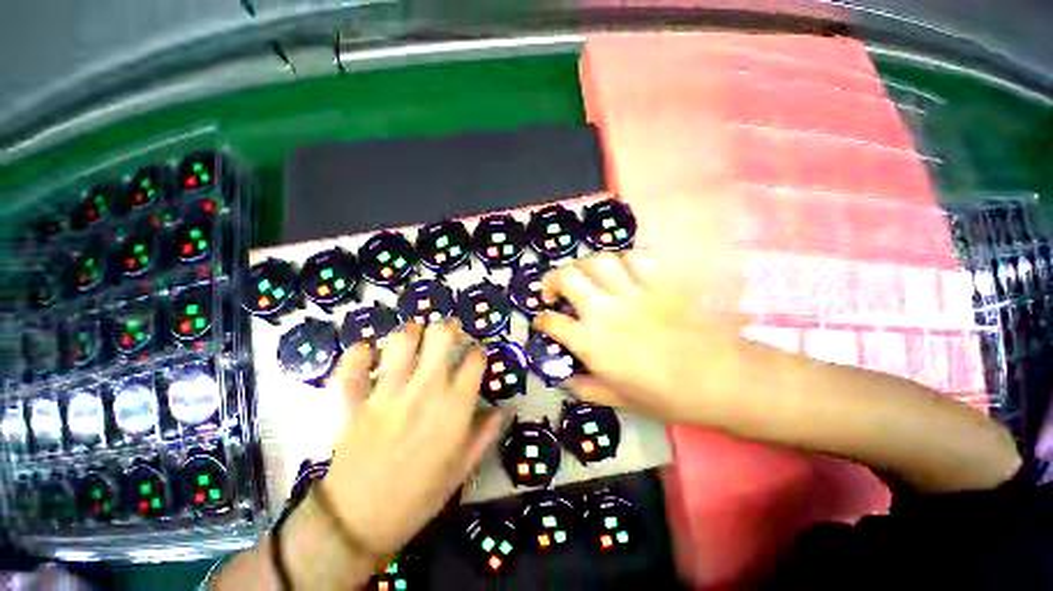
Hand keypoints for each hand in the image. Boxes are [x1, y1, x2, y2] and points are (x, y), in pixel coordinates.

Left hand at [320, 321, 500, 556]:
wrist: (359, 523)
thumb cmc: (419, 495)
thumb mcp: (462, 468)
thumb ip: (486, 434)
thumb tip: (504, 409)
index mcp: (454, 406)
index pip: (475, 359)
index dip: (478, 352)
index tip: (474, 356)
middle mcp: (425, 390)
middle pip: (441, 337)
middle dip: (447, 329)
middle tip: (446, 335)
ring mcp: (387, 393)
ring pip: (401, 342)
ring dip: (410, 333)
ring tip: (414, 337)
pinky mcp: (355, 402)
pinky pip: (352, 367)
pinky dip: (358, 354)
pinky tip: (367, 352)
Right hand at [534, 251, 753, 426]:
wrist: (720, 380)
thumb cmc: (666, 396)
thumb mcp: (619, 401)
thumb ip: (587, 389)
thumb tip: (567, 381)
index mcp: (591, 342)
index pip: (551, 322)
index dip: (541, 320)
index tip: (541, 321)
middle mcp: (605, 310)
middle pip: (568, 277)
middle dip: (553, 280)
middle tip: (556, 290)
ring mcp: (633, 293)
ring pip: (598, 261)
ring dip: (584, 265)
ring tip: (585, 276)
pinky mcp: (659, 283)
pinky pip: (636, 257)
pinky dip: (624, 260)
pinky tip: (623, 271)